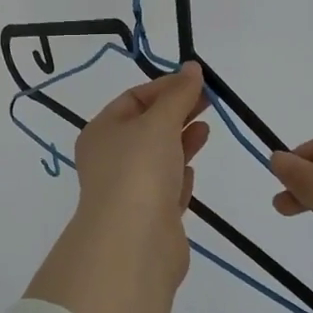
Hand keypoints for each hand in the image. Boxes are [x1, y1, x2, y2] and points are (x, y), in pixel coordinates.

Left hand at [72, 63, 210, 227]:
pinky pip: (166, 189)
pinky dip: (179, 176)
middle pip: (147, 126)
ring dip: (181, 141)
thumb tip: (192, 68)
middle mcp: (110, 159)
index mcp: (102, 131)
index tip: (198, 82)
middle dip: (177, 112)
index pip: (134, 98)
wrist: (134, 244)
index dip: (166, 87)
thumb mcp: (159, 122)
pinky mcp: (150, 218)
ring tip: (206, 129)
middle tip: (210, 101)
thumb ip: (178, 95)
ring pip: (158, 157)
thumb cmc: (139, 170)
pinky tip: (192, 171)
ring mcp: (130, 190)